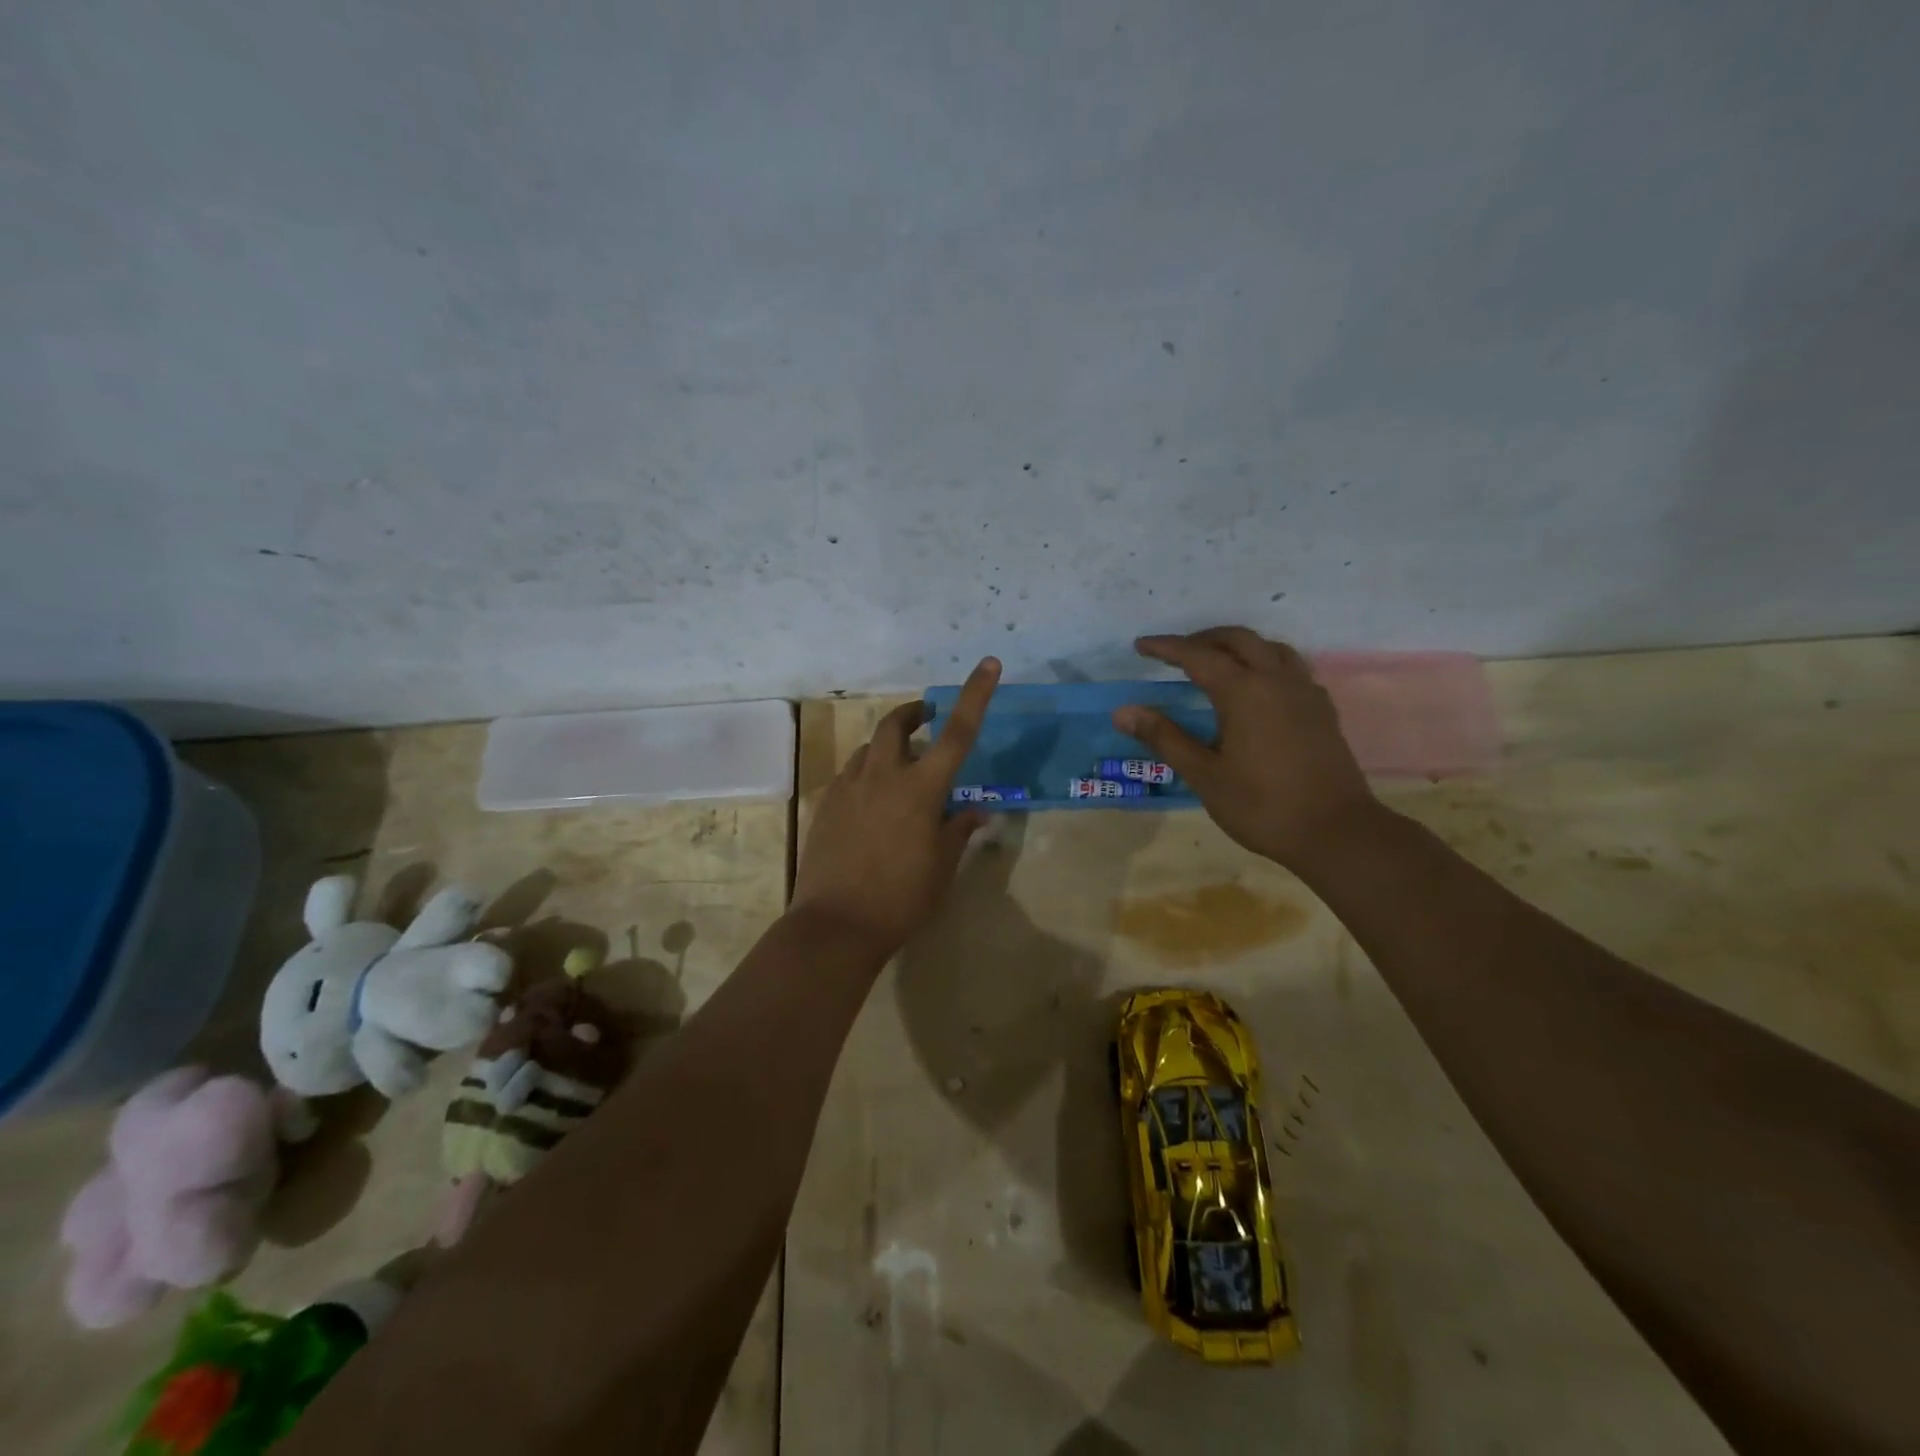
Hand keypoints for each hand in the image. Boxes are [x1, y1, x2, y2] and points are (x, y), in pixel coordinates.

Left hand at [789, 657, 1000, 960]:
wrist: (835, 925)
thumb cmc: (901, 899)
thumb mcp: (942, 868)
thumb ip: (958, 830)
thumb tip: (976, 810)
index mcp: (921, 789)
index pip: (957, 732)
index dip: (975, 695)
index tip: (989, 663)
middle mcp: (883, 776)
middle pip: (896, 725)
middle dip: (913, 713)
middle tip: (925, 718)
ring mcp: (848, 787)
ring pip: (868, 749)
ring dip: (888, 748)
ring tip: (899, 771)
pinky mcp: (825, 804)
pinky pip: (849, 775)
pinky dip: (866, 776)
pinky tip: (871, 805)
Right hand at [1114, 627, 1375, 869]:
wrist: (1336, 831)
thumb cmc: (1262, 806)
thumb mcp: (1204, 775)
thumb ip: (1164, 737)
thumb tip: (1123, 711)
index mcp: (1244, 692)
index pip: (1198, 656)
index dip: (1167, 647)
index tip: (1141, 645)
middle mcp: (1276, 680)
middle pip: (1238, 639)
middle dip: (1204, 639)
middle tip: (1176, 652)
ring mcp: (1305, 692)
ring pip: (1270, 648)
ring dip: (1239, 646)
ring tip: (1216, 662)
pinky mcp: (1322, 709)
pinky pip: (1291, 668)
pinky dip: (1265, 663)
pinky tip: (1258, 689)